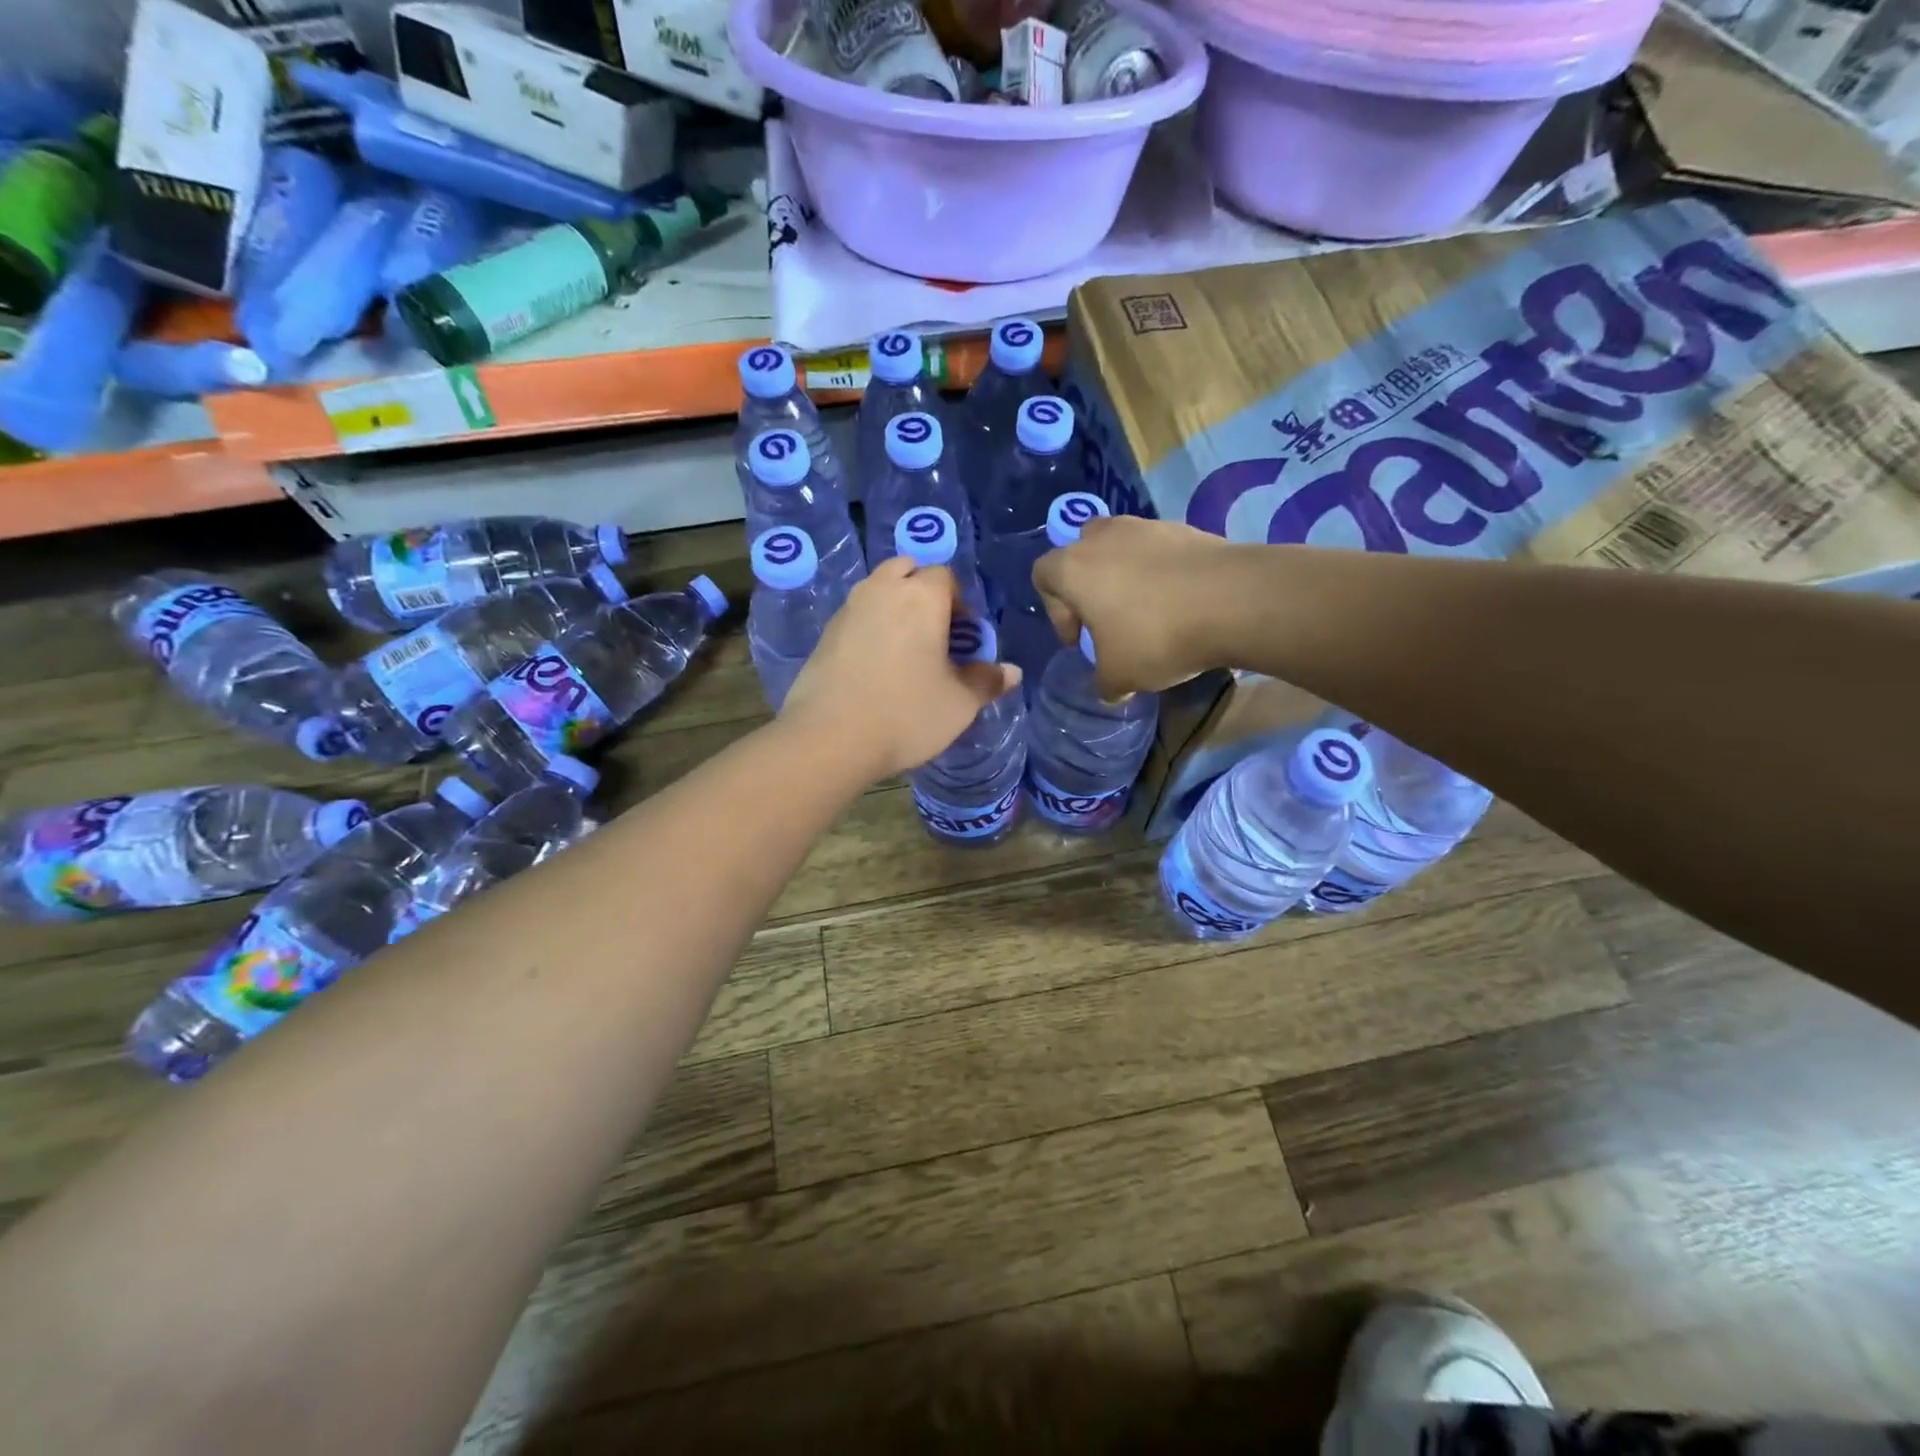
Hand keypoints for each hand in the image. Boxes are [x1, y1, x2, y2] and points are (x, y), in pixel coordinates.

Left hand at [780, 556, 1021, 782]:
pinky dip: (870, 628)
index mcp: (921, 596)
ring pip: (877, 590)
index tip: (963, 638)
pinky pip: (856, 616)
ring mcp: (848, 609)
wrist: (830, 738)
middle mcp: (882, 590)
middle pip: (907, 571)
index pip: (946, 576)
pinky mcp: (825, 633)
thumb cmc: (906, 714)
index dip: (960, 603)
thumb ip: (987, 681)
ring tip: (905, 651)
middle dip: (923, 592)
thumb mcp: (959, 704)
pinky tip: (875, 667)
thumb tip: (1012, 672)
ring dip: (894, 607)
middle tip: (934, 634)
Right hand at [1032, 516, 1236, 695]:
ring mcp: (1147, 527)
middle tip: (1108, 617)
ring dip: (1126, 575)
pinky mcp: (1185, 528)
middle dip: (1089, 583)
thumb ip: (1104, 682)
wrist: (1233, 601)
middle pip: (1081, 551)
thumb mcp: (1119, 677)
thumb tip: (1110, 688)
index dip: (1055, 611)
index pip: (1042, 575)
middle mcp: (1104, 537)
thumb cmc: (1156, 637)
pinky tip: (1181, 603)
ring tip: (1149, 611)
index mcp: (1074, 568)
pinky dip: (1161, 572)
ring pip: (1121, 546)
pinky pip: (1159, 550)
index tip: (1080, 640)